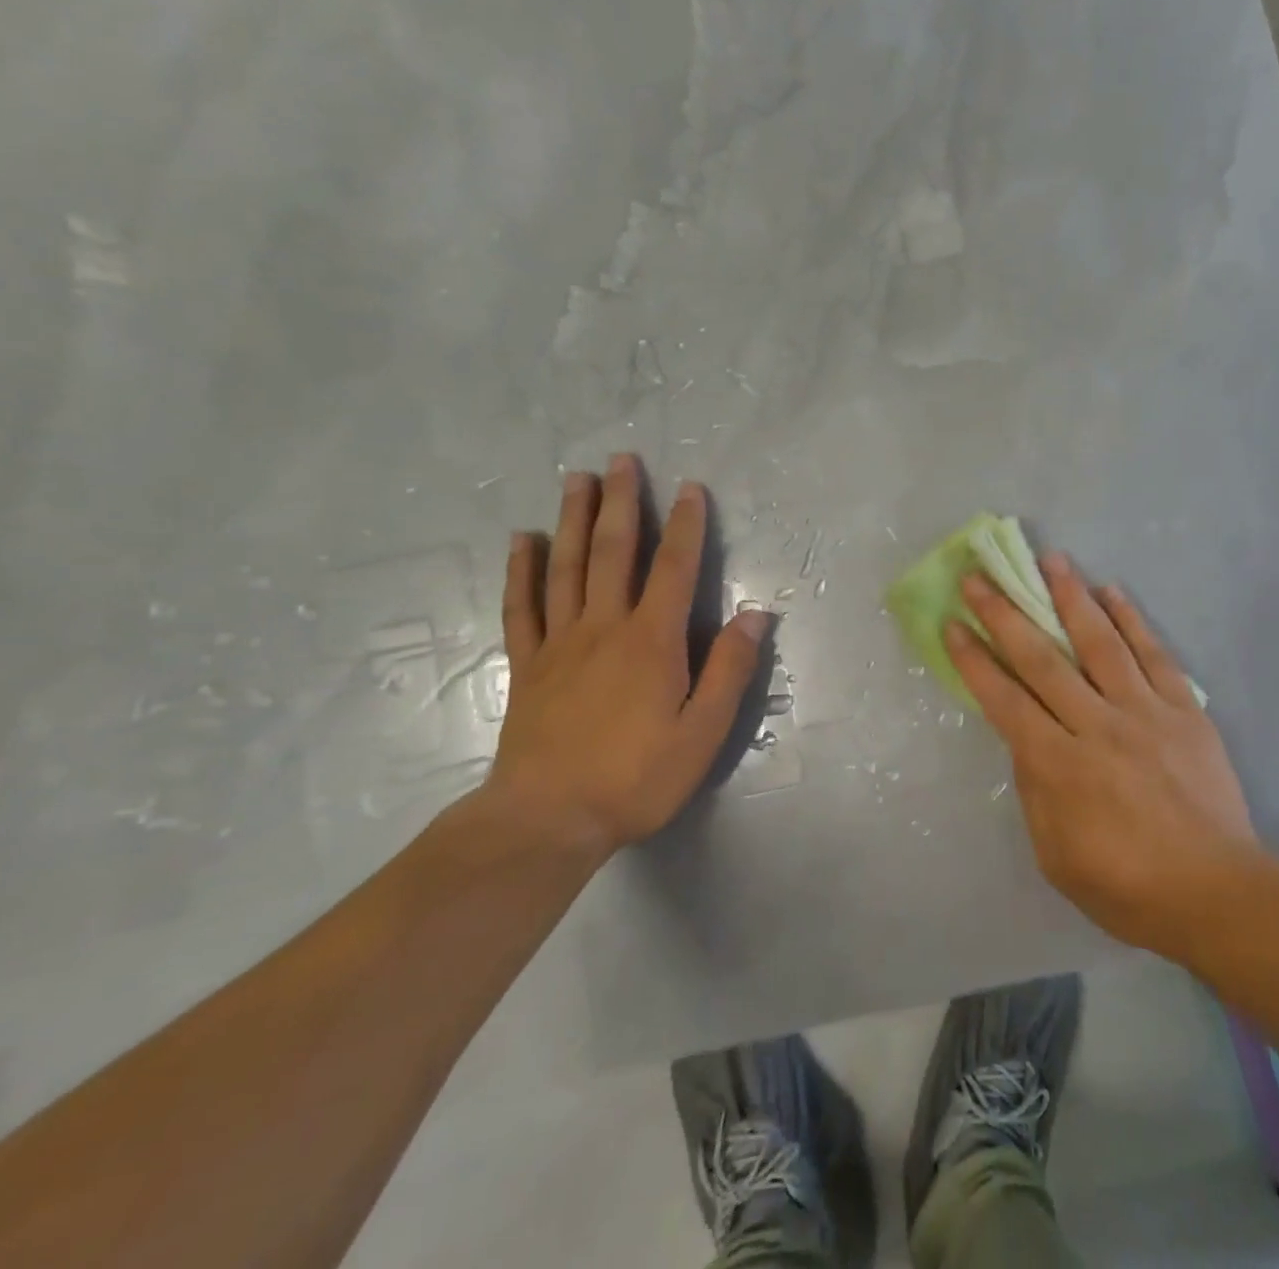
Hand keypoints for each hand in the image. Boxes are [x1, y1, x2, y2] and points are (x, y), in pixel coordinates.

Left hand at [483, 456, 770, 859]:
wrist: (548, 819)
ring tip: (577, 479)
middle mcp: (605, 627)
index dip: (685, 525)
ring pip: (567, 567)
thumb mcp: (703, 732)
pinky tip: (523, 540)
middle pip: (614, 552)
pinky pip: (523, 606)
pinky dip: (523, 570)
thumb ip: (729, 669)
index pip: (674, 568)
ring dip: (574, 519)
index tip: (689, 486)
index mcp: (652, 641)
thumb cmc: (637, 777)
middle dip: (622, 502)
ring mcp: (560, 643)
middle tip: (621, 459)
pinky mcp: (529, 665)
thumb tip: (756, 615)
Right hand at [945, 555, 1261, 958]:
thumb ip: (1035, 789)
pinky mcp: (1184, 711)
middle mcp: (1097, 726)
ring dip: (1071, 597)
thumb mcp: (1055, 854)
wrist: (1216, 893)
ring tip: (1051, 559)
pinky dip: (1132, 620)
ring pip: (1101, 643)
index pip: (1005, 699)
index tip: (954, 623)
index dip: (974, 659)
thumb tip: (1026, 738)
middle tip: (981, 577)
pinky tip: (1113, 591)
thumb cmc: (1126, 886)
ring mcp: (1145, 713)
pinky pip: (1155, 655)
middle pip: (1043, 659)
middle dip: (1005, 615)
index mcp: (1059, 766)